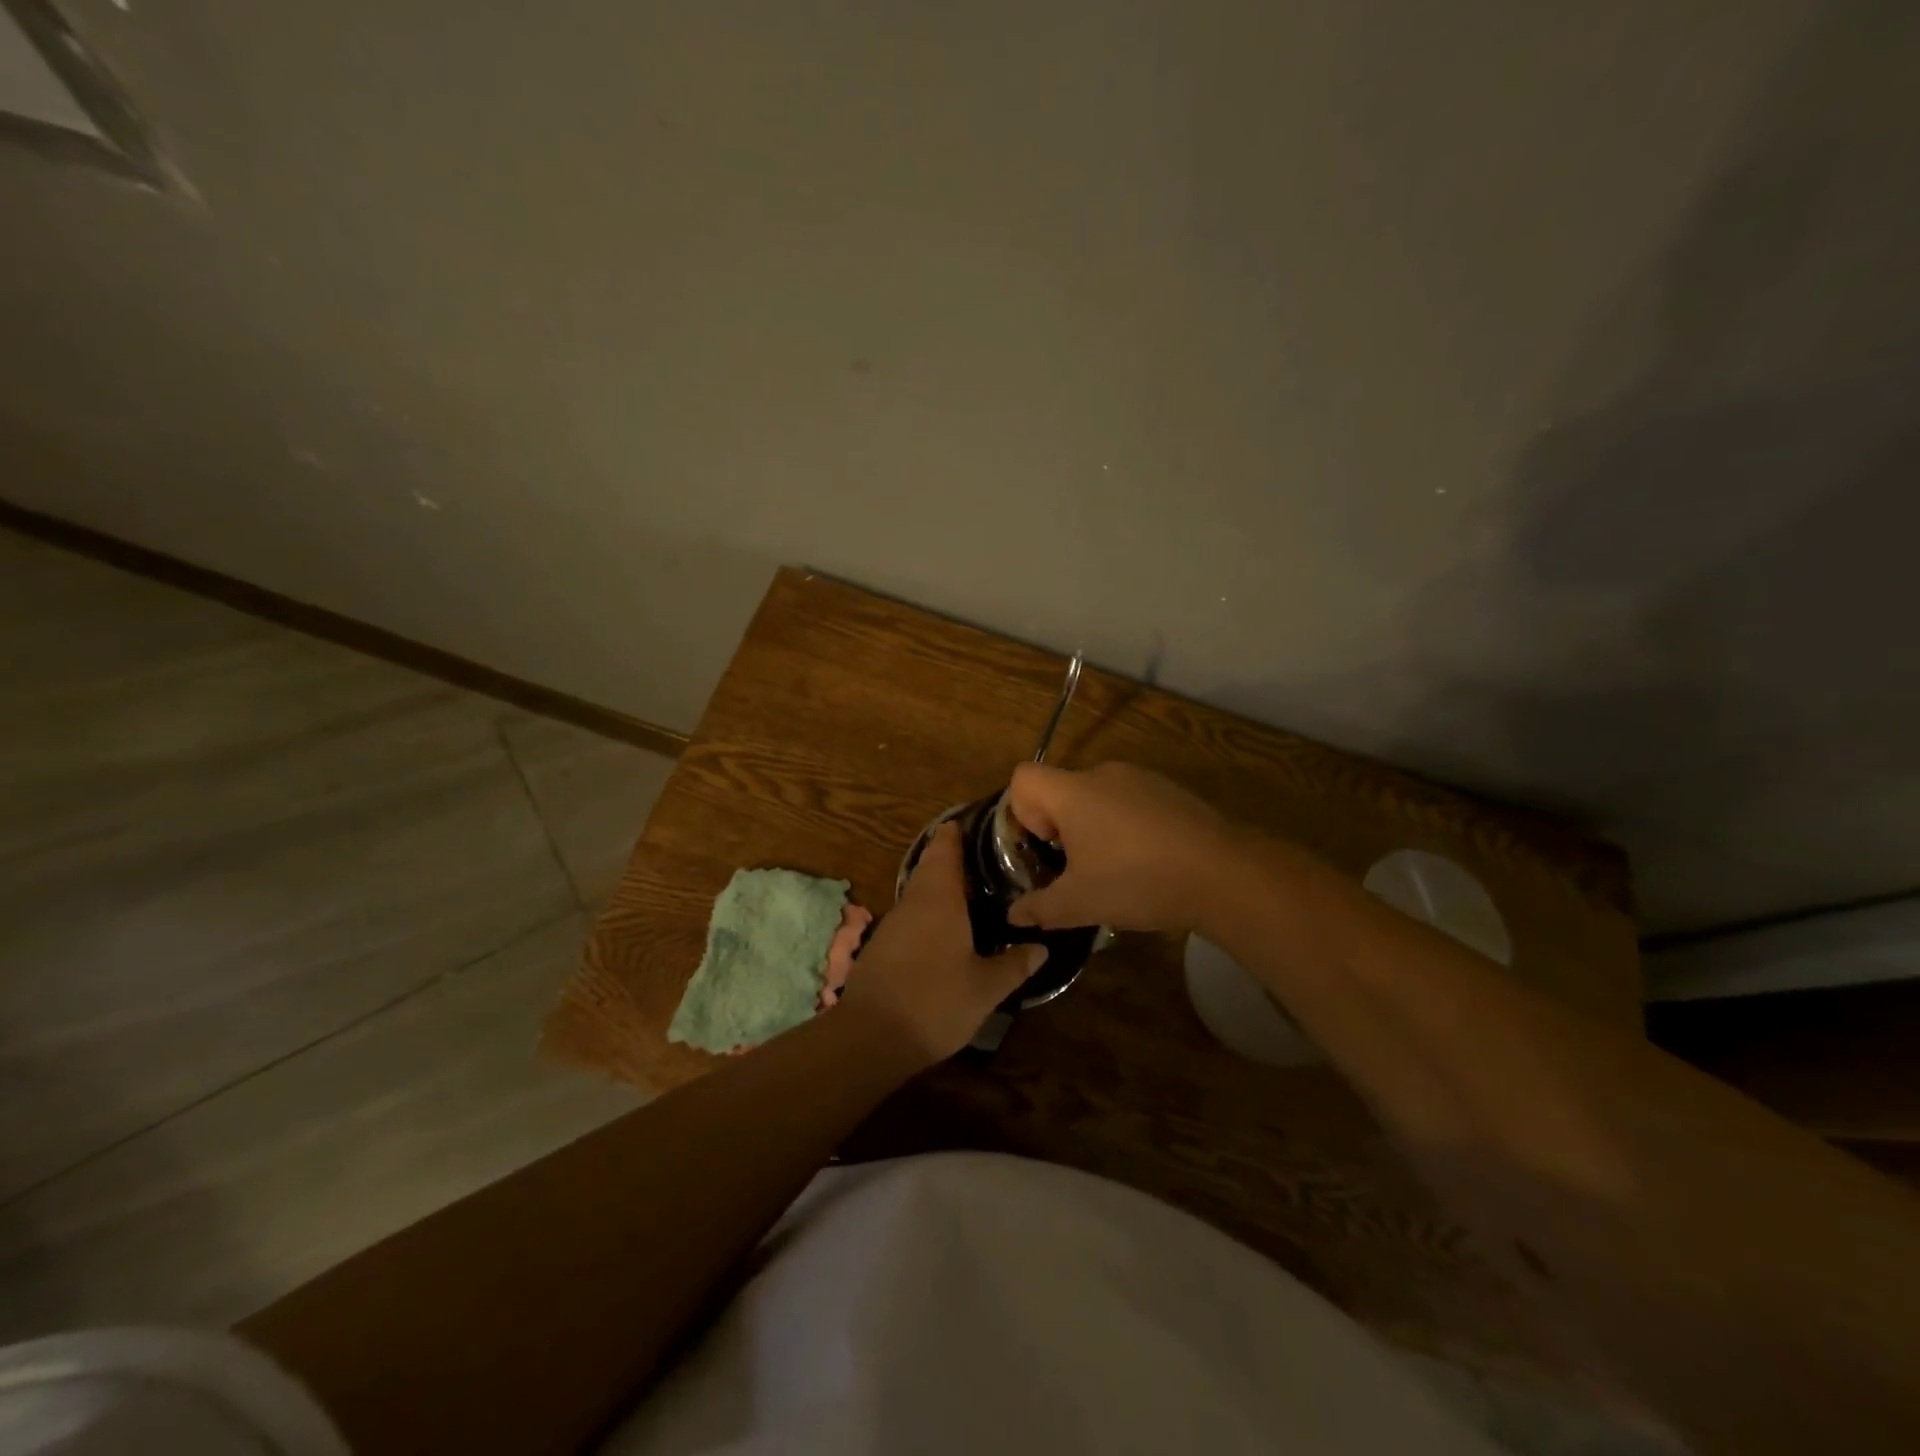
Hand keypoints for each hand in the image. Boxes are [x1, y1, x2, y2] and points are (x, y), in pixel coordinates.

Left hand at [842, 823, 1045, 1066]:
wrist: (871, 1037)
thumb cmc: (935, 1001)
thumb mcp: (986, 988)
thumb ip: (1015, 965)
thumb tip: (1042, 947)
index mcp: (939, 899)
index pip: (945, 851)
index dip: (955, 835)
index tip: (970, 824)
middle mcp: (913, 902)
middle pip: (929, 867)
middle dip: (949, 857)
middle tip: (979, 856)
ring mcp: (892, 924)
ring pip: (918, 892)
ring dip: (937, 884)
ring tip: (967, 888)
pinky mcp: (882, 947)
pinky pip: (909, 915)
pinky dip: (926, 910)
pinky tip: (943, 927)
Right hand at [1006, 762, 1236, 934]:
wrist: (1223, 874)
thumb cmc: (1137, 881)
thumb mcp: (1080, 903)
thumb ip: (1039, 908)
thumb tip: (1014, 915)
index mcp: (1073, 792)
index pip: (1023, 777)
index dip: (1022, 810)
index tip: (1044, 846)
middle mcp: (1104, 774)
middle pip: (1062, 789)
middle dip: (1060, 827)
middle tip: (1075, 869)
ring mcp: (1142, 779)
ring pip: (1098, 797)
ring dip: (1095, 827)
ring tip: (1115, 870)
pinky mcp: (1172, 791)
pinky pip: (1132, 803)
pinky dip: (1127, 826)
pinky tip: (1149, 863)